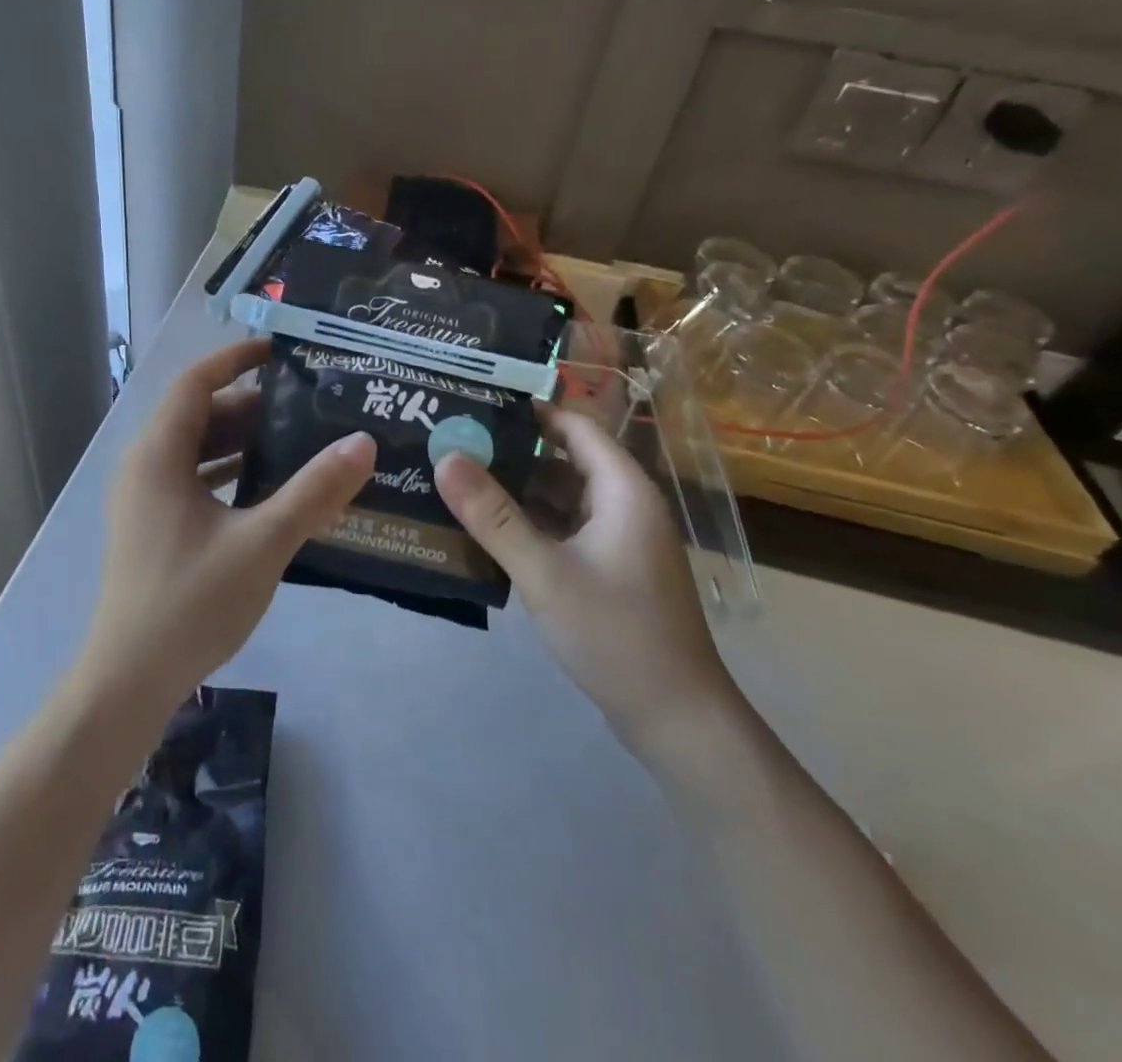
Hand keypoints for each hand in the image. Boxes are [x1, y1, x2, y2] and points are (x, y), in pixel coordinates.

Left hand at [81, 339, 375, 712]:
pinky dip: (231, 475)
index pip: (195, 382)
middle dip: (252, 407)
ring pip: (198, 451)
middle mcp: (145, 467)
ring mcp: (146, 499)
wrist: (129, 681)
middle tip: (308, 407)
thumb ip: (313, 491)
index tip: (281, 352)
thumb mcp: (261, 542)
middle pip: (200, 416)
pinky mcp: (154, 527)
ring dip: (244, 443)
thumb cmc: (190, 602)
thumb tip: (362, 442)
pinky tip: (273, 491)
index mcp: (158, 455)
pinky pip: (195, 481)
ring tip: (300, 443)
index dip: (235, 359)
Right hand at [435, 406, 744, 761]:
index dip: (529, 410)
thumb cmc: (615, 634)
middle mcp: (624, 504)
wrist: (676, 718)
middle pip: (563, 460)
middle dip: (511, 451)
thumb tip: (445, 457)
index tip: (476, 402)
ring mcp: (617, 539)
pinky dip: (529, 524)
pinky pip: (563, 530)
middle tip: (452, 442)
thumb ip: (493, 515)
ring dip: (516, 491)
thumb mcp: (545, 572)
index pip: (574, 426)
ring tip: (458, 479)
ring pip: (561, 498)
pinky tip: (485, 530)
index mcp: (623, 489)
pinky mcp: (608, 569)